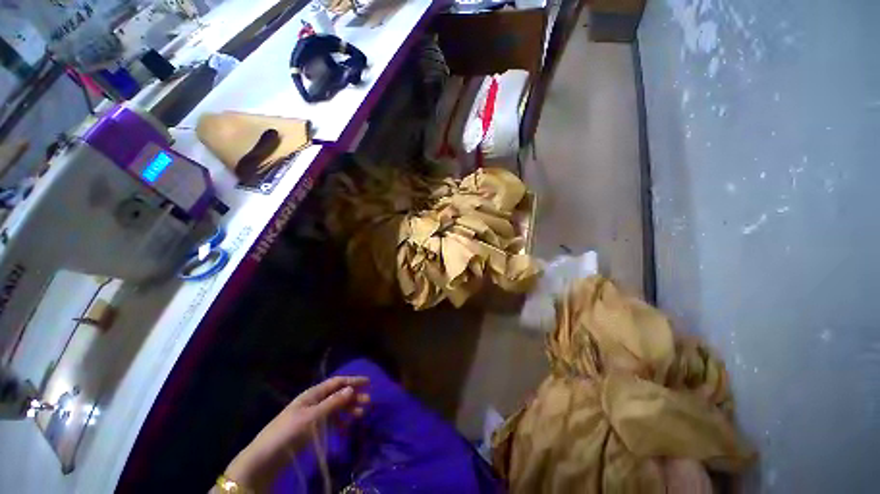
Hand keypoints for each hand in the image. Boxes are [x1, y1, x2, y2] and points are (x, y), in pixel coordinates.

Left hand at [222, 376, 369, 491]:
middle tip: (368, 403)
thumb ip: (333, 403)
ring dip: (348, 410)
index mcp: (312, 394)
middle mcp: (313, 402)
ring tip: (360, 416)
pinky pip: (329, 421)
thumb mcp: (312, 417)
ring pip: (335, 408)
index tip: (368, 382)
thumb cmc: (288, 433)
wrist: (264, 459)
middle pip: (337, 394)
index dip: (352, 381)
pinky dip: (339, 422)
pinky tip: (346, 427)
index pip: (336, 382)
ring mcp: (311, 416)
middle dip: (353, 397)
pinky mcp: (309, 430)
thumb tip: (351, 389)